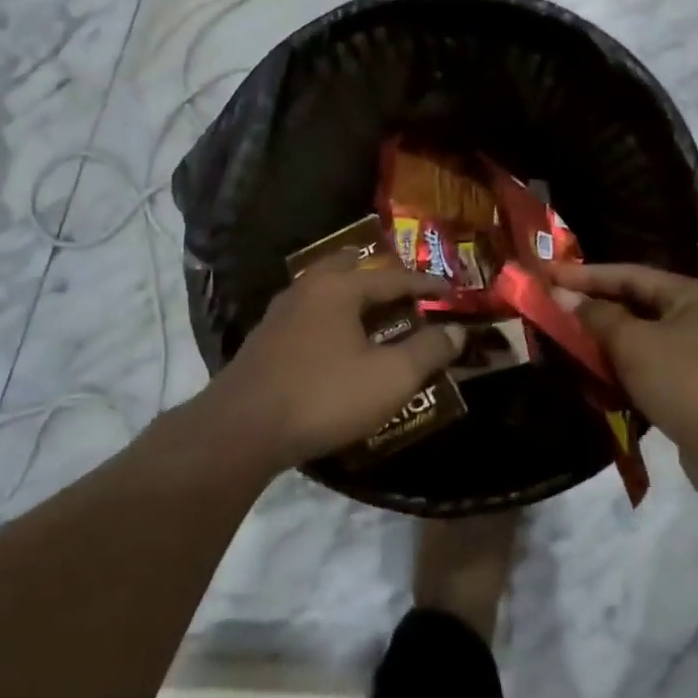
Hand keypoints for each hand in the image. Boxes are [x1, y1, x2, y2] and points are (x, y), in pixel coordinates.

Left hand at [204, 260, 462, 471]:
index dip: (425, 285)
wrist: (241, 429)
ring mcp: (280, 313)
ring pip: (324, 290)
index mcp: (339, 288)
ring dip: (352, 296)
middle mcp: (307, 289)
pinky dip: (331, 317)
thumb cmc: (323, 396)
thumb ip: (427, 351)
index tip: (449, 292)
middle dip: (380, 276)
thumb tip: (456, 331)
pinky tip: (335, 342)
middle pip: (349, 268)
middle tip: (404, 291)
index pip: (393, 277)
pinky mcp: (264, 339)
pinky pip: (308, 314)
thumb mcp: (389, 378)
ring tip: (373, 314)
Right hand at [551, 264, 697, 471]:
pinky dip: (622, 368)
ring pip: (641, 338)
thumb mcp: (633, 343)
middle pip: (636, 304)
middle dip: (594, 307)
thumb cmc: (684, 381)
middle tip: (553, 307)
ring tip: (567, 340)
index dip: (585, 275)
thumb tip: (564, 295)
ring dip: (605, 340)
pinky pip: (649, 367)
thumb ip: (596, 316)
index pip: (629, 274)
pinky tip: (596, 376)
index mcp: (691, 295)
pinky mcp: (694, 388)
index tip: (546, 276)